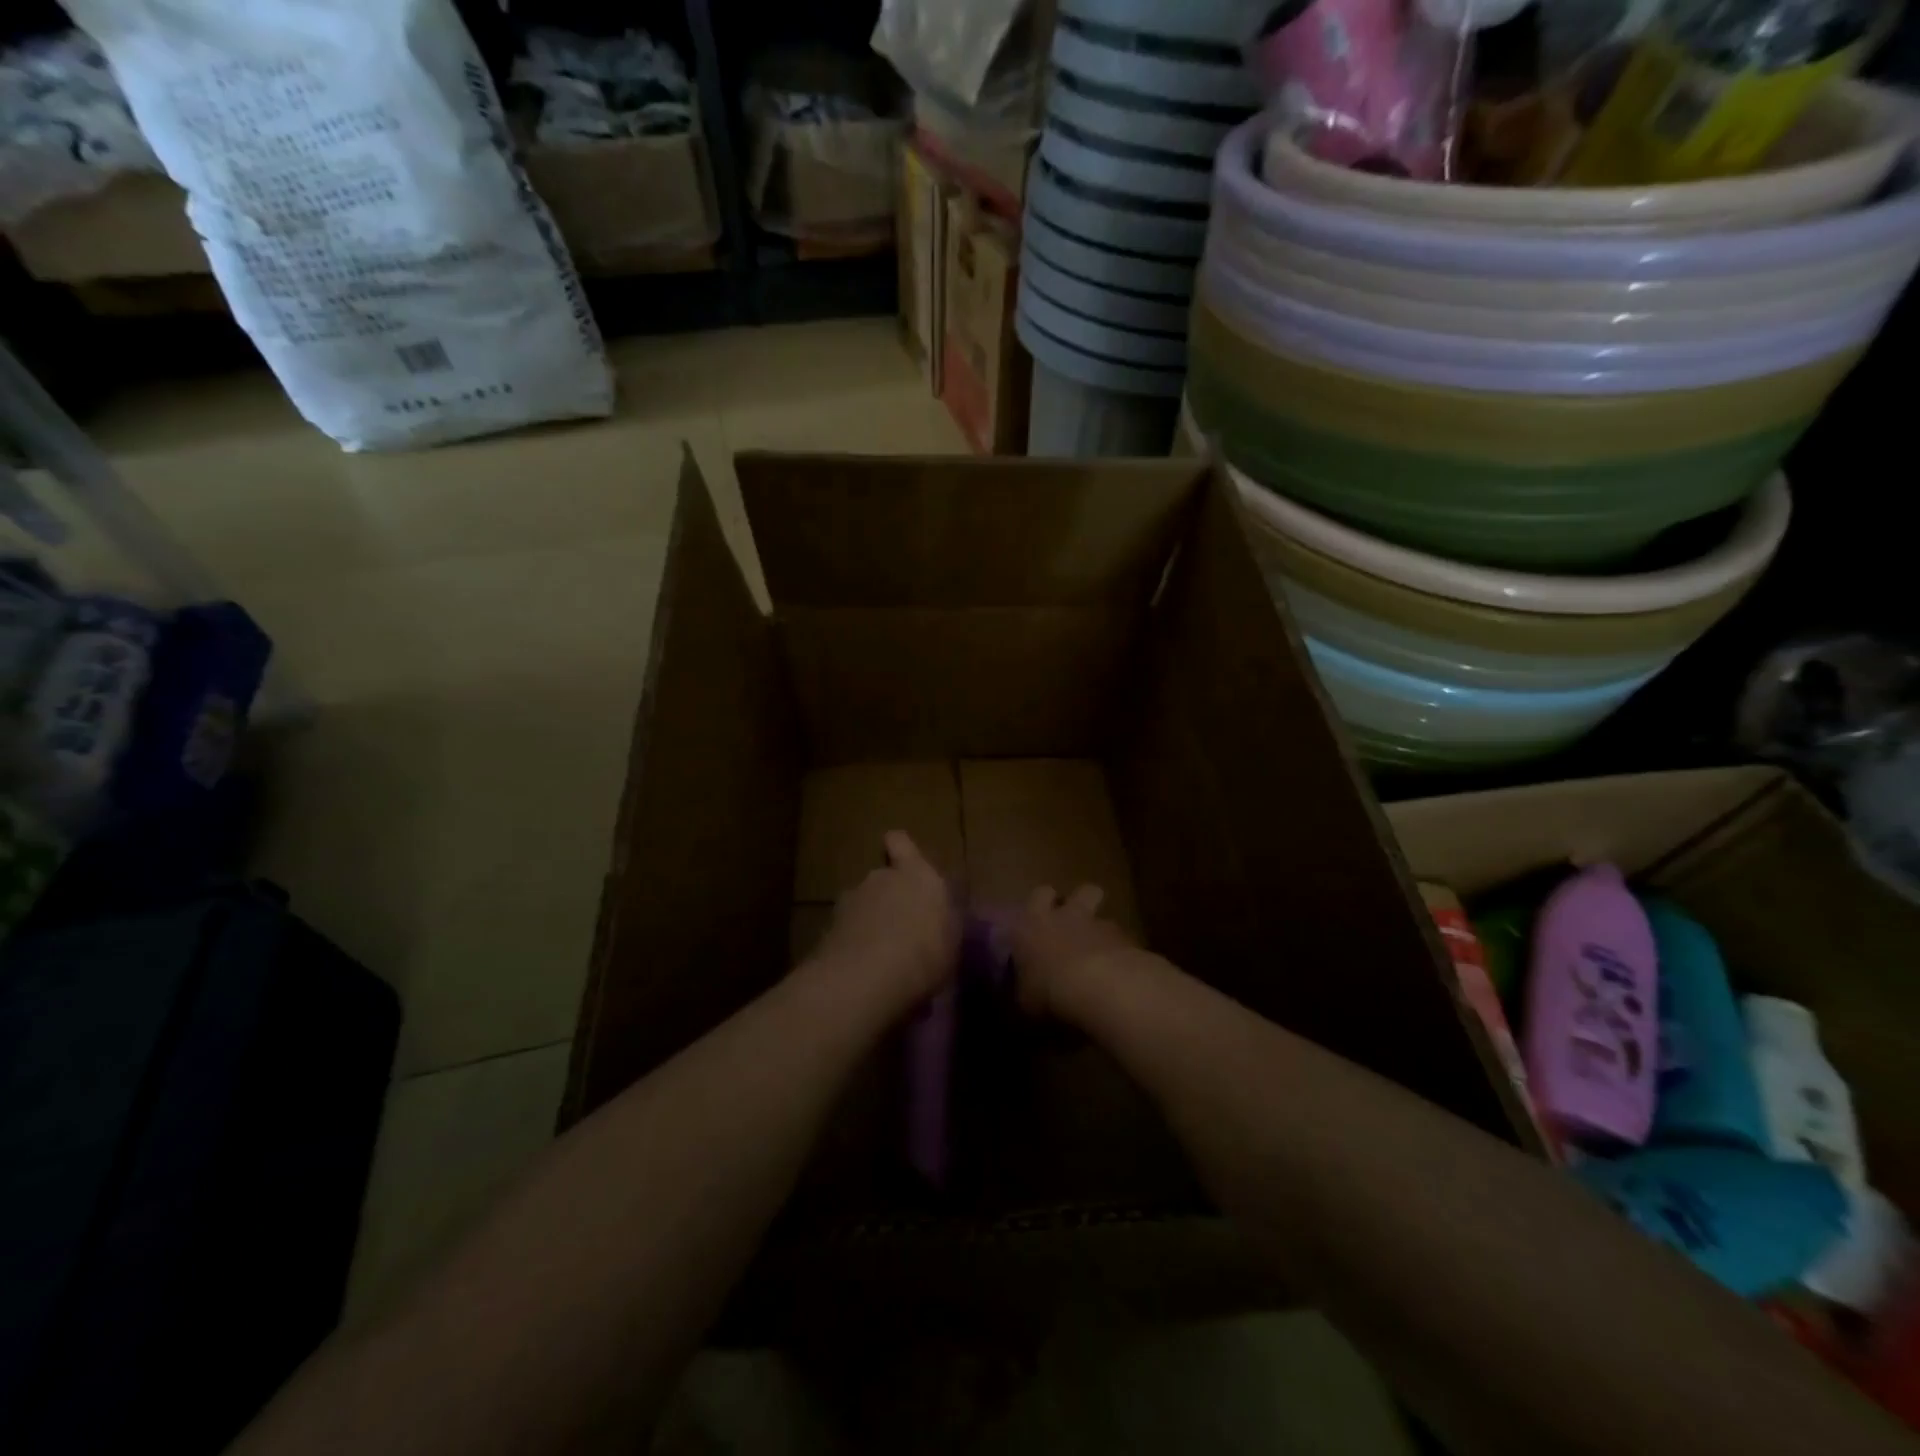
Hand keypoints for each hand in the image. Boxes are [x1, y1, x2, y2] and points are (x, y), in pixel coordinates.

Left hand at [813, 832, 959, 1006]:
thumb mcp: (952, 940)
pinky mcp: (827, 929)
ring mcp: (849, 902)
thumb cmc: (926, 953)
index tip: (903, 864)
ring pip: (862, 906)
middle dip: (888, 898)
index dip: (899, 850)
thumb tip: (939, 919)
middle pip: (882, 880)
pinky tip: (863, 974)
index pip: (900, 842)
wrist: (867, 979)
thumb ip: (944, 921)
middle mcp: (880, 878)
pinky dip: (852, 946)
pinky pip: (845, 933)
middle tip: (902, 929)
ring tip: (882, 957)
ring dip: (869, 923)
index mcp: (917, 874)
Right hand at [1008, 883, 1139, 1020]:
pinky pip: (1121, 938)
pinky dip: (1120, 951)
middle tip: (1076, 923)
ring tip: (1100, 950)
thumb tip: (1029, 991)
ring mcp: (1099, 925)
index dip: (1043, 905)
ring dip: (1101, 928)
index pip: (1038, 895)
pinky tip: (1119, 973)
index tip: (1043, 921)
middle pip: (1081, 891)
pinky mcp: (1126, 939)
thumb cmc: (1049, 992)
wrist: (1100, 988)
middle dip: (1081, 901)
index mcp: (1032, 924)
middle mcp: (1066, 916)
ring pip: (1104, 914)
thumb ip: (1027, 988)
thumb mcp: (1025, 1000)